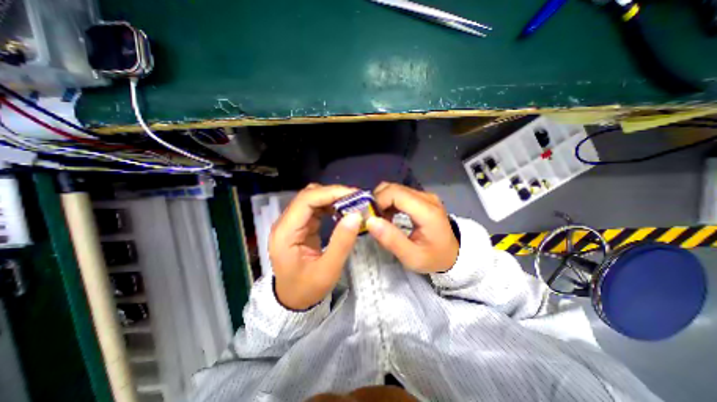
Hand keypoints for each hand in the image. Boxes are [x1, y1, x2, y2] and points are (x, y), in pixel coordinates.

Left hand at [268, 184, 364, 308]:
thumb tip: (356, 215)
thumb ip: (342, 242)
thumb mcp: (328, 270)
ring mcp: (292, 222)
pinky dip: (330, 205)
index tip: (354, 195)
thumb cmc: (307, 288)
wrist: (292, 300)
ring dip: (333, 198)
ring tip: (353, 203)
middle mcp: (285, 222)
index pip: (306, 200)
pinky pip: (315, 207)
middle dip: (334, 193)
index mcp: (285, 232)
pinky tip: (343, 210)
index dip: (330, 193)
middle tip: (357, 198)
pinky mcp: (300, 225)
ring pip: (312, 199)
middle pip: (308, 196)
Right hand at [364, 182, 458, 271]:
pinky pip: (399, 193)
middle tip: (372, 219)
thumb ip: (391, 240)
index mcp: (427, 211)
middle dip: (377, 201)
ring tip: (380, 219)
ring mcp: (425, 195)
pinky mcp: (422, 197)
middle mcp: (426, 197)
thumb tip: (370, 221)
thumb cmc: (433, 258)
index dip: (378, 201)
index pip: (395, 193)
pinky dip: (389, 202)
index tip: (370, 217)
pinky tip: (388, 216)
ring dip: (382, 201)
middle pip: (393, 188)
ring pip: (394, 188)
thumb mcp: (411, 257)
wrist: (453, 254)